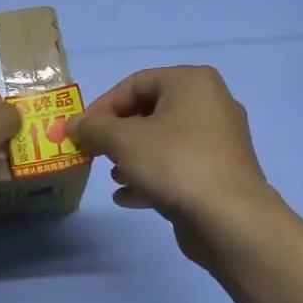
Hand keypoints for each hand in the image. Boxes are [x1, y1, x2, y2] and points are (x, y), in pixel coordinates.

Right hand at [69, 66, 278, 261]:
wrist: (229, 219)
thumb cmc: (174, 163)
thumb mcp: (123, 140)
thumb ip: (93, 128)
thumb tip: (73, 125)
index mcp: (192, 83)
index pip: (135, 83)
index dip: (102, 106)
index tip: (81, 132)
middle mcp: (210, 104)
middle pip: (149, 111)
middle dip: (117, 134)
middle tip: (95, 153)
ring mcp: (218, 141)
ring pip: (163, 141)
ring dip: (132, 157)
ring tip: (113, 176)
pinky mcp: (219, 173)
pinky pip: (177, 166)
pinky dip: (151, 177)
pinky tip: (127, 197)